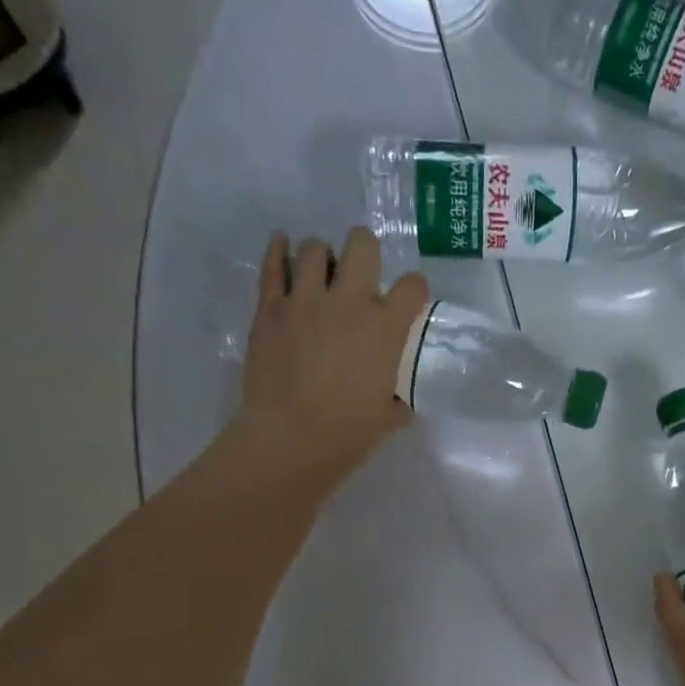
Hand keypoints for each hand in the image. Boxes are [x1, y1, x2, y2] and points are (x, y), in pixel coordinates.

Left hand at [238, 229, 428, 485]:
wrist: (289, 441)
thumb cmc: (347, 435)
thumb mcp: (387, 418)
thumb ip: (396, 399)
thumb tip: (396, 400)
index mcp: (385, 329)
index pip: (412, 286)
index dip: (414, 290)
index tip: (409, 300)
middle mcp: (349, 303)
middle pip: (362, 244)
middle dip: (365, 252)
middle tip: (361, 272)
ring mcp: (305, 301)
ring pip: (315, 248)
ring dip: (323, 257)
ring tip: (321, 274)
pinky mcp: (270, 309)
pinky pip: (274, 266)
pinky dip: (279, 251)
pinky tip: (283, 245)